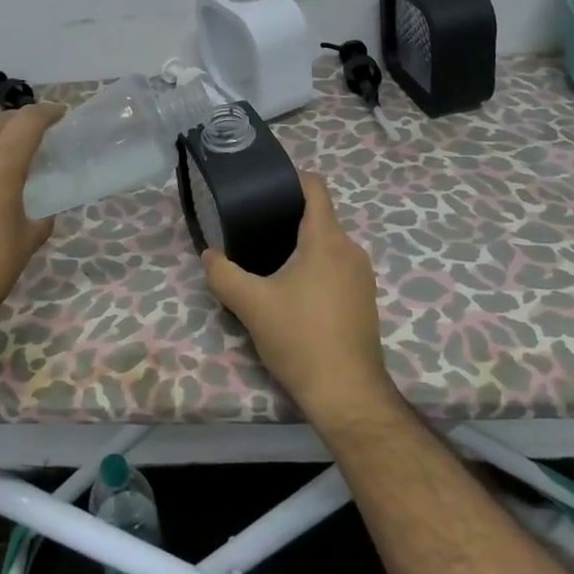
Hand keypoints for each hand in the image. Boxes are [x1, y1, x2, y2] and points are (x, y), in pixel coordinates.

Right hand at [204, 171, 395, 427]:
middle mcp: (350, 249)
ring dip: (302, 247)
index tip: (265, 188)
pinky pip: (337, 268)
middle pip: (319, 217)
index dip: (291, 179)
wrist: (347, 394)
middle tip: (254, 230)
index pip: (315, 187)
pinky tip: (293, 292)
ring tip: (270, 261)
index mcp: (326, 239)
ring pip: (328, 245)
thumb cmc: (300, 337)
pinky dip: (316, 269)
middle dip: (288, 219)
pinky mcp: (364, 300)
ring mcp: (362, 276)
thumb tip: (208, 254)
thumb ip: (223, 274)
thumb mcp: (250, 305)